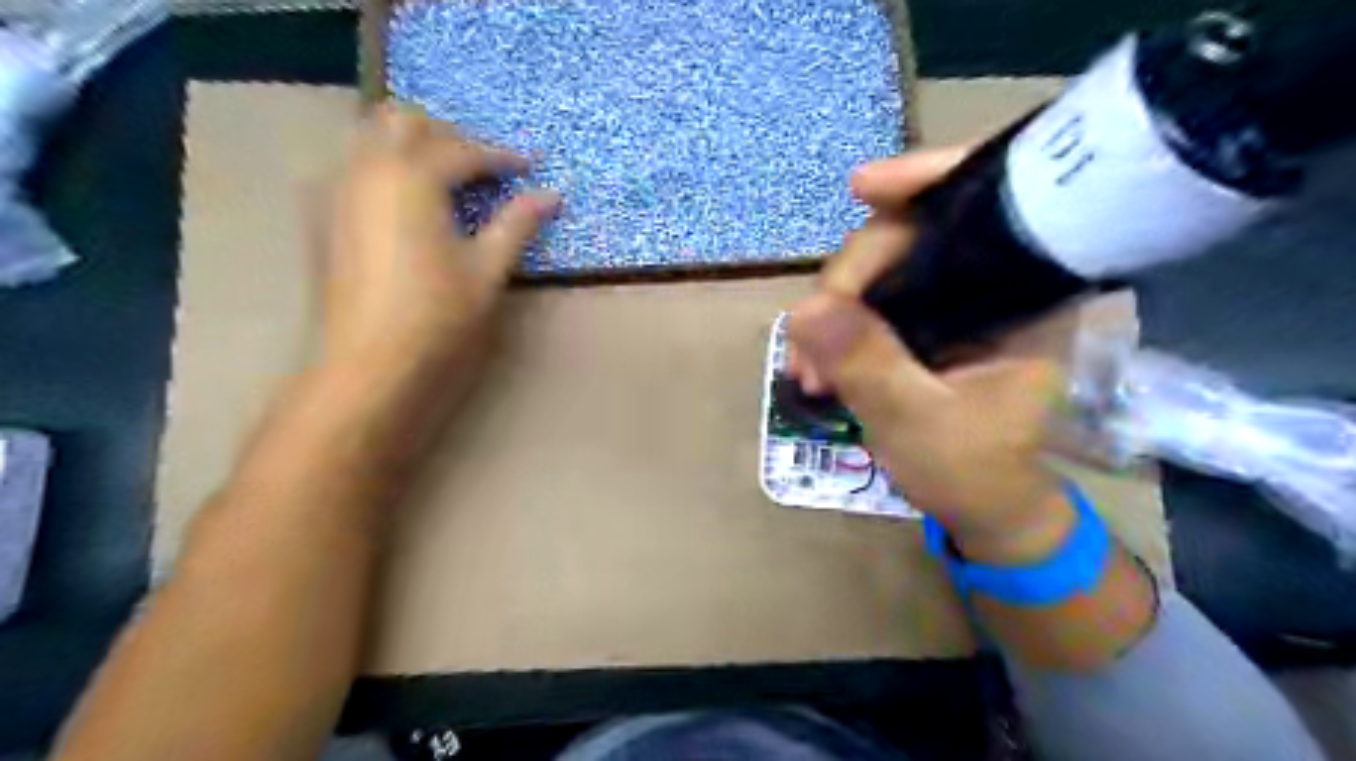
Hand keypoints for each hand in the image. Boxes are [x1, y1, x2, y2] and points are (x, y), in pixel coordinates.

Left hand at [320, 105, 559, 375]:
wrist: (369, 361)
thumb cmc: (437, 315)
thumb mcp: (487, 268)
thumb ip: (517, 224)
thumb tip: (552, 195)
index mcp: (411, 177)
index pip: (462, 150)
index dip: (501, 157)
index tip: (530, 166)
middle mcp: (367, 168)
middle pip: (405, 121)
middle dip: (449, 136)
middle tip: (483, 168)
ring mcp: (337, 188)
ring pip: (372, 137)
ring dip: (413, 146)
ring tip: (449, 181)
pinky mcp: (323, 213)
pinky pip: (354, 166)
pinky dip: (385, 167)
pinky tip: (408, 203)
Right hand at [790, 148, 1075, 564]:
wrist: (981, 509)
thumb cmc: (973, 472)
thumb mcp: (917, 422)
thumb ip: (867, 364)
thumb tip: (805, 308)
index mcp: (1022, 294)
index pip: (982, 206)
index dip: (925, 180)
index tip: (862, 187)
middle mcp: (987, 285)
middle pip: (908, 238)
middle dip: (846, 280)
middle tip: (806, 338)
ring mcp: (947, 303)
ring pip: (876, 272)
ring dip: (829, 311)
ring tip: (803, 368)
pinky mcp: (917, 324)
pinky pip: (864, 303)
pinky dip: (831, 328)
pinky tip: (810, 364)